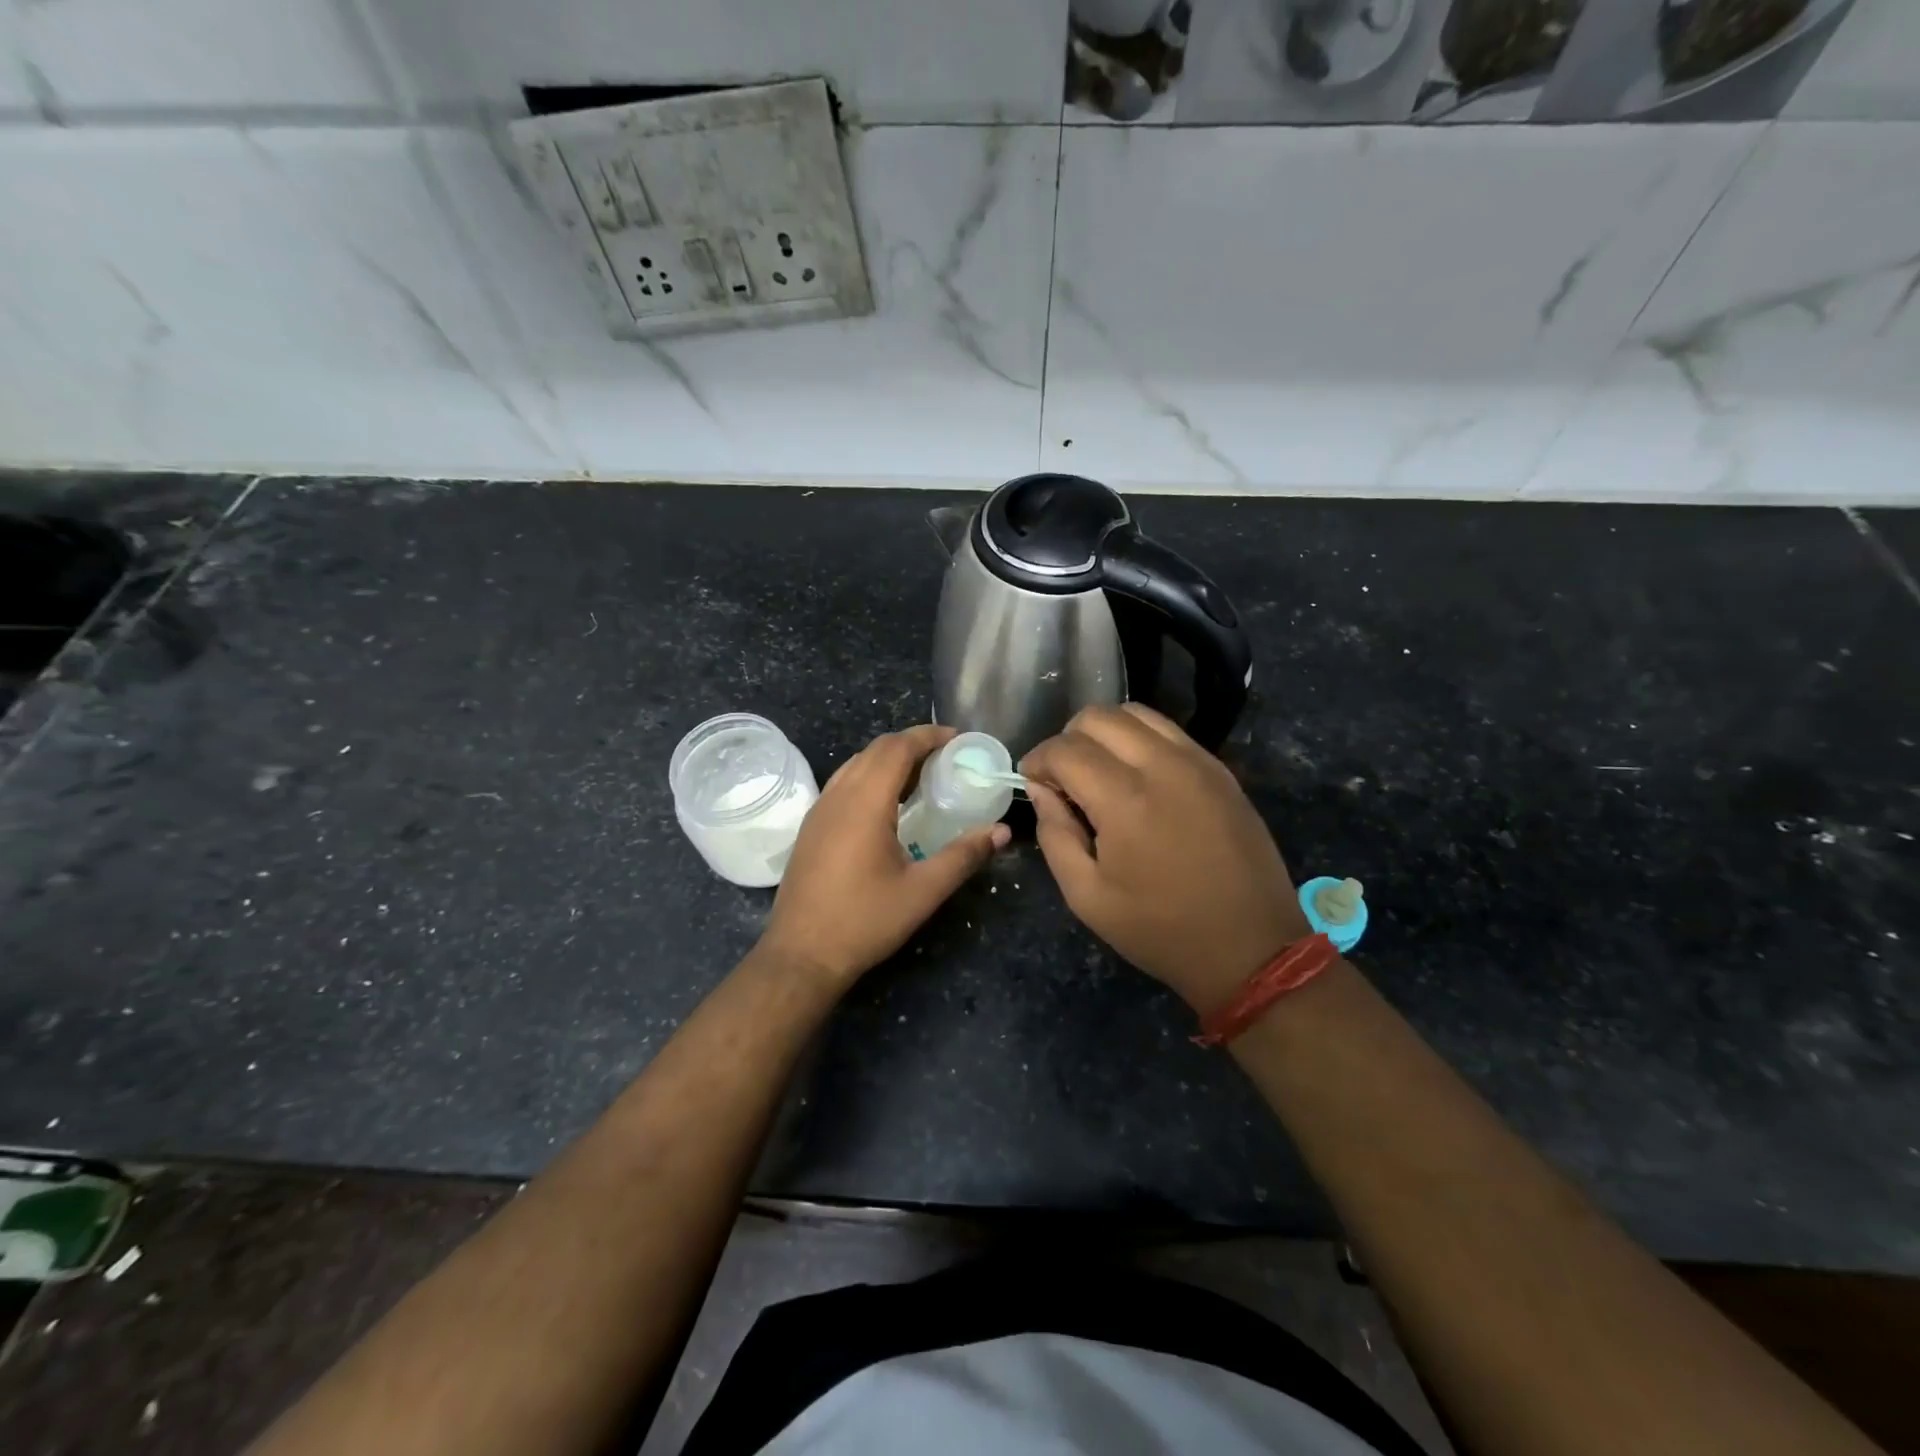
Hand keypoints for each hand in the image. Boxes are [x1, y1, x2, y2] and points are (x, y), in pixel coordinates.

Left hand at [761, 725, 1009, 987]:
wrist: (801, 955)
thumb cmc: (864, 921)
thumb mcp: (922, 891)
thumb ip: (964, 856)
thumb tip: (1002, 831)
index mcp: (865, 802)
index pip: (897, 747)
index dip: (928, 736)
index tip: (957, 739)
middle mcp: (838, 796)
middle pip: (876, 749)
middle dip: (912, 743)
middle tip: (947, 756)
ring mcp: (819, 810)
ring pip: (856, 764)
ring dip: (889, 758)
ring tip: (922, 775)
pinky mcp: (811, 827)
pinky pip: (844, 783)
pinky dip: (870, 776)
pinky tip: (888, 804)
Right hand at [1021, 704, 1309, 1012]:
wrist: (1251, 948)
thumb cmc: (1161, 930)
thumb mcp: (1087, 897)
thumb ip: (1055, 835)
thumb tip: (1043, 790)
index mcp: (1125, 800)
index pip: (1065, 749)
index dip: (1038, 760)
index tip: (1032, 782)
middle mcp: (1163, 765)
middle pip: (1098, 717)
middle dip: (1068, 740)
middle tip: (1064, 779)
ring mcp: (1198, 762)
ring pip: (1136, 714)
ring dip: (1105, 733)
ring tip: (1099, 772)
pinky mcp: (1221, 770)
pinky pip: (1169, 732)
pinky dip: (1140, 741)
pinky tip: (1138, 778)